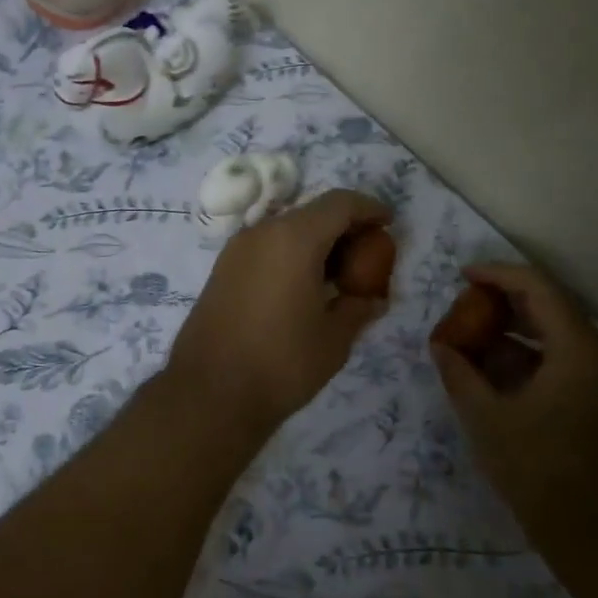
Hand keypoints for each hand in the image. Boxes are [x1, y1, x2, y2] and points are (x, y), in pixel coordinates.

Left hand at [166, 190, 391, 434]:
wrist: (209, 394)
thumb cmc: (281, 363)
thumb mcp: (334, 338)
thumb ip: (358, 308)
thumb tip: (371, 298)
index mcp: (293, 238)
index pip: (339, 203)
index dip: (369, 209)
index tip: (389, 224)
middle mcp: (261, 233)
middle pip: (311, 213)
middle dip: (344, 227)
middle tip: (368, 256)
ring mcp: (236, 250)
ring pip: (286, 230)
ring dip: (316, 242)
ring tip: (339, 276)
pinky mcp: (222, 271)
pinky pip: (266, 248)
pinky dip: (291, 255)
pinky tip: (304, 288)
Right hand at [430, 263, 597, 554]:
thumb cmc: (542, 473)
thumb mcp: (487, 420)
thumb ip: (460, 374)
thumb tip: (440, 345)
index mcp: (579, 350)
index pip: (539, 288)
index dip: (498, 275)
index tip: (462, 277)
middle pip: (551, 308)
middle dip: (504, 303)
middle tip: (464, 308)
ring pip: (557, 337)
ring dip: (515, 332)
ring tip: (473, 341)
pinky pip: (564, 362)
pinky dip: (530, 358)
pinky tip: (496, 375)